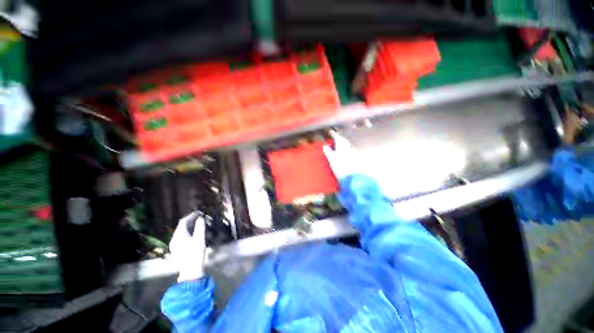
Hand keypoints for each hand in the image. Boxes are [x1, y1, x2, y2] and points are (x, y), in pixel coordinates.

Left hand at [169, 212, 206, 281]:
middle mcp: (174, 239)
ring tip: (197, 225)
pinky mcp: (175, 250)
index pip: (183, 221)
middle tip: (199, 218)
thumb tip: (200, 218)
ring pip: (180, 232)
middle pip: (181, 226)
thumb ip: (200, 227)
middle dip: (190, 221)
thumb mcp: (200, 239)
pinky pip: (180, 237)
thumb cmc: (196, 253)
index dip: (191, 216)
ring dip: (188, 227)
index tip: (198, 213)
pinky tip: (192, 235)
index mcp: (179, 235)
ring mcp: (174, 245)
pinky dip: (186, 233)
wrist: (190, 271)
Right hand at [323, 131, 357, 180]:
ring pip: (345, 145)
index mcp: (342, 144)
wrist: (351, 177)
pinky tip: (339, 153)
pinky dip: (342, 150)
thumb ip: (328, 151)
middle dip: (336, 138)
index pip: (336, 136)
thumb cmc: (340, 166)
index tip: (328, 132)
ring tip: (333, 146)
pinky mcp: (352, 158)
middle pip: (342, 140)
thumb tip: (325, 146)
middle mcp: (348, 146)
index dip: (332, 134)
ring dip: (339, 144)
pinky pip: (346, 150)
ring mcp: (351, 152)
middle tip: (331, 138)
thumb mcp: (331, 158)